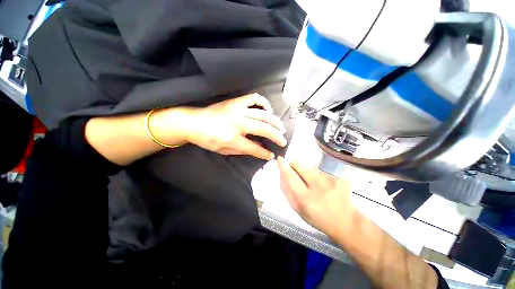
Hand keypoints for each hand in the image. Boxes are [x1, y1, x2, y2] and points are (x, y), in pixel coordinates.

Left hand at [186, 94, 286, 159]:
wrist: (193, 122)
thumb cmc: (207, 139)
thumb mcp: (224, 150)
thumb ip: (243, 150)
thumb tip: (260, 148)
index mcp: (232, 138)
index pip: (254, 148)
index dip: (265, 153)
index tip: (272, 155)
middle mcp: (237, 123)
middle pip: (264, 128)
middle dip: (277, 136)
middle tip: (283, 140)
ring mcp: (238, 110)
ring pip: (263, 114)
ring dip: (275, 121)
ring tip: (281, 127)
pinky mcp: (236, 101)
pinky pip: (254, 98)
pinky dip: (264, 103)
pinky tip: (268, 110)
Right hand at [277, 157, 354, 236]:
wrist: (346, 222)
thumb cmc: (318, 218)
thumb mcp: (297, 209)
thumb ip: (286, 190)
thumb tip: (281, 172)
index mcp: (306, 199)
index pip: (290, 176)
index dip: (283, 166)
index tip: (280, 159)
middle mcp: (319, 186)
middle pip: (299, 163)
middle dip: (294, 165)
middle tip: (298, 172)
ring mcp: (331, 179)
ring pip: (310, 164)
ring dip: (308, 170)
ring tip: (314, 181)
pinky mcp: (340, 175)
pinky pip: (322, 166)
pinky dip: (319, 172)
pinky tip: (324, 182)